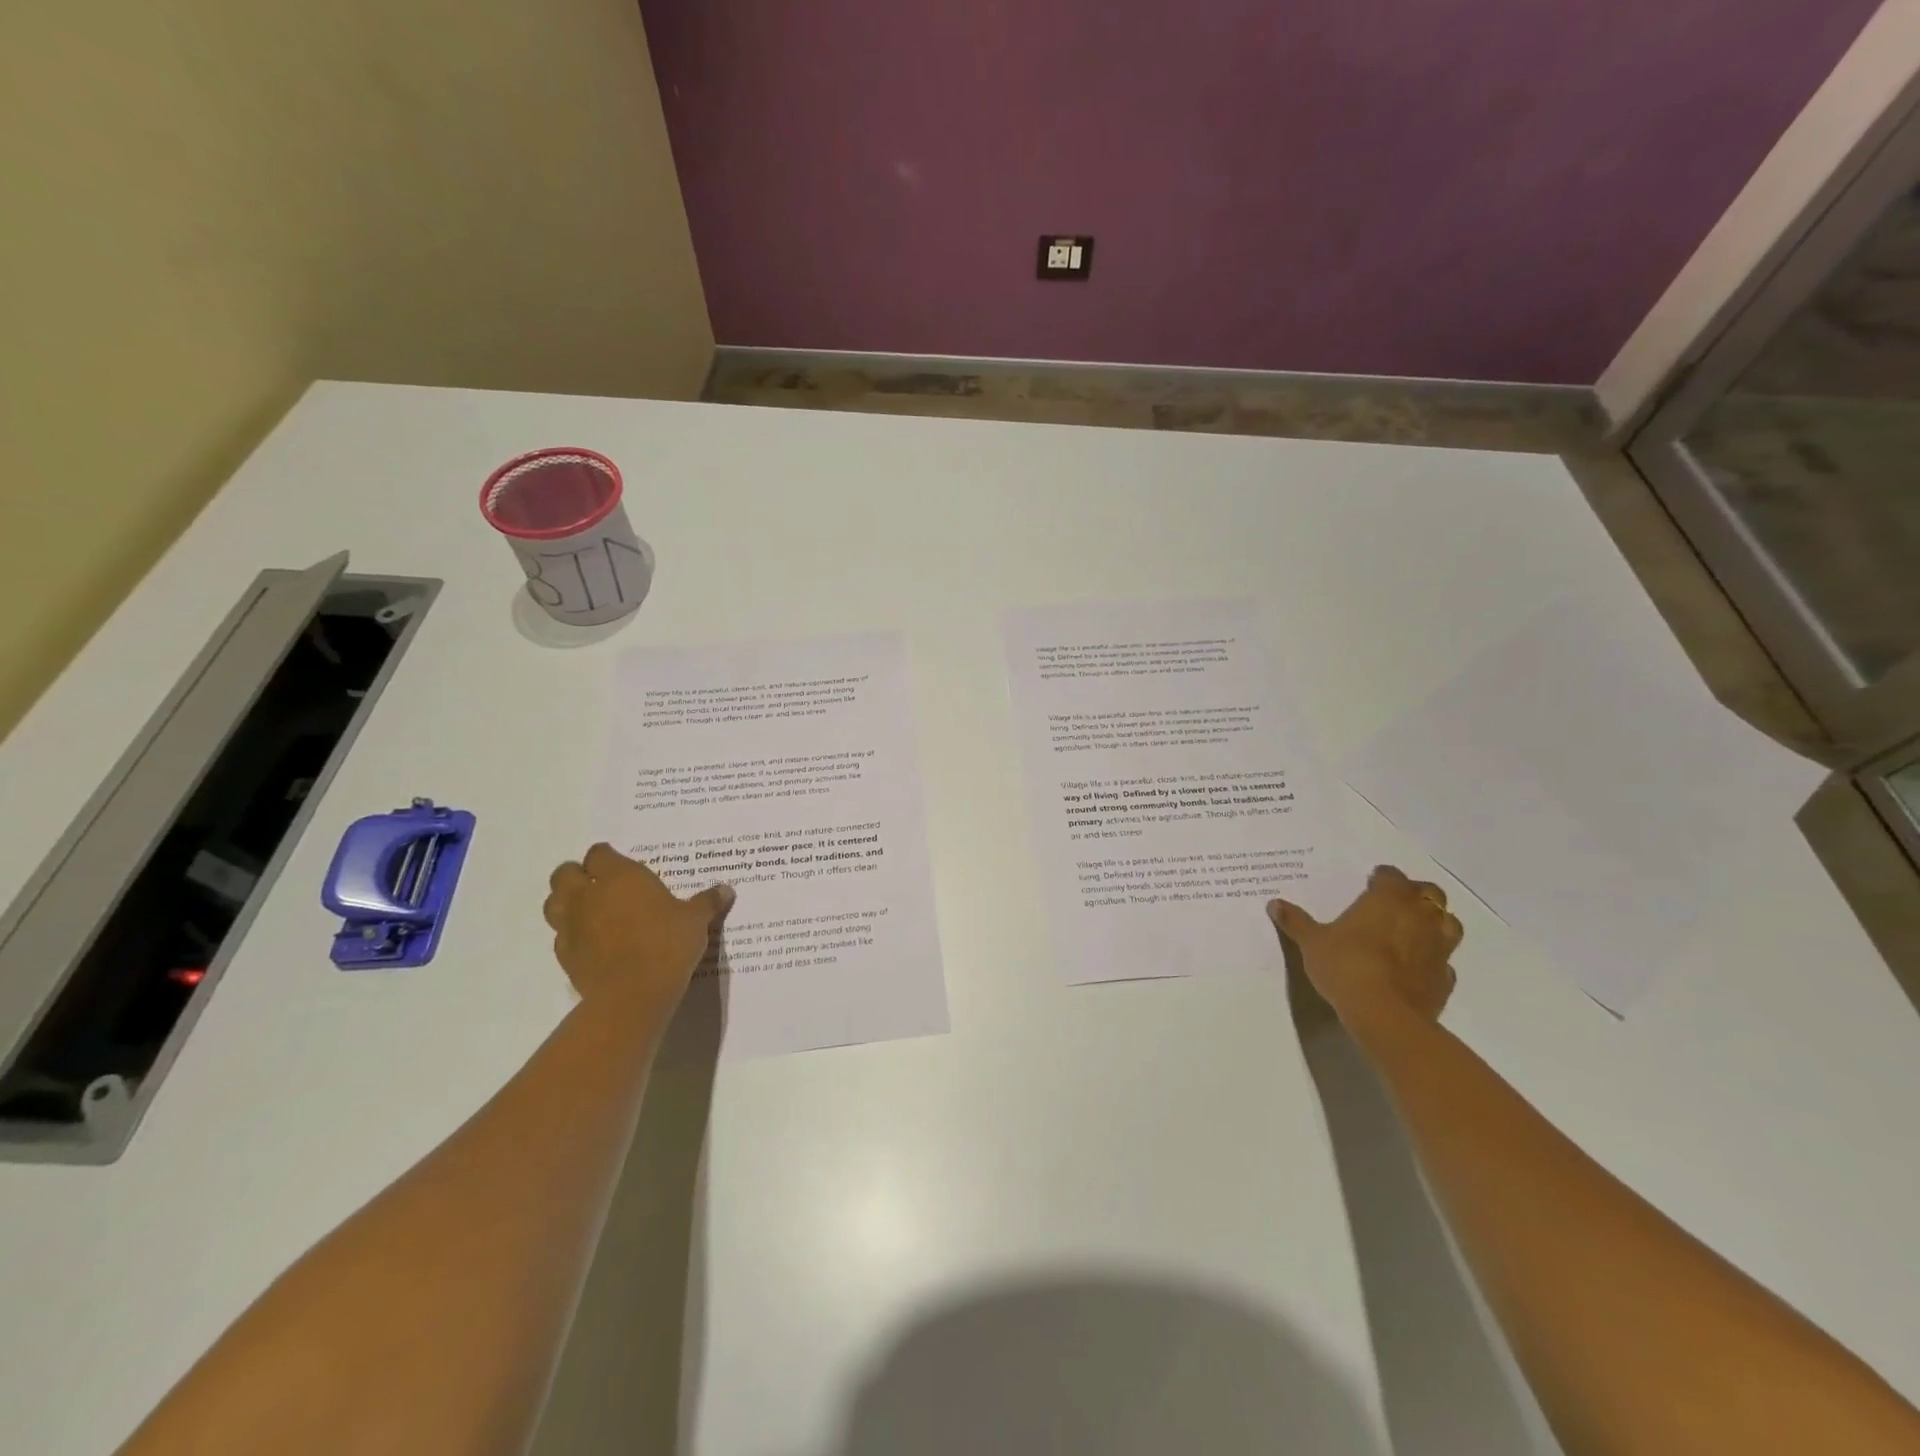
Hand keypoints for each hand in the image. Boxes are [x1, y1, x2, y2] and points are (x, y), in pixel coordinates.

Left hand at [543, 843, 733, 1013]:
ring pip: (553, 902)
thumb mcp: (696, 920)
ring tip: (588, 910)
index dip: (607, 857)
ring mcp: (571, 925)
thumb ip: (707, 902)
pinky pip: (560, 935)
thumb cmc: (667, 944)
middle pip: (565, 873)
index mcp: (620, 877)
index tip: (621, 865)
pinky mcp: (564, 955)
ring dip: (566, 902)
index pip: (599, 853)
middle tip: (600, 884)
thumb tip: (726, 889)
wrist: (634, 994)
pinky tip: (591, 942)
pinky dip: (571, 934)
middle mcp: (589, 895)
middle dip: (577, 875)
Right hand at [1270, 865, 1461, 1038]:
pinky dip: (1434, 959)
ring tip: (1414, 930)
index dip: (1382, 877)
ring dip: (1435, 922)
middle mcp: (1419, 916)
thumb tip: (1274, 903)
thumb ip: (1296, 921)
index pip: (1392, 876)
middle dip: (1414, 894)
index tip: (1370, 882)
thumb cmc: (1346, 966)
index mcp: (1387, 899)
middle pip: (1429, 892)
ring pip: (1448, 923)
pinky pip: (1445, 960)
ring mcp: (1439, 947)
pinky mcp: (1446, 978)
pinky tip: (1417, 966)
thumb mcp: (1312, 942)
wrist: (1384, 1015)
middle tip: (1394, 902)